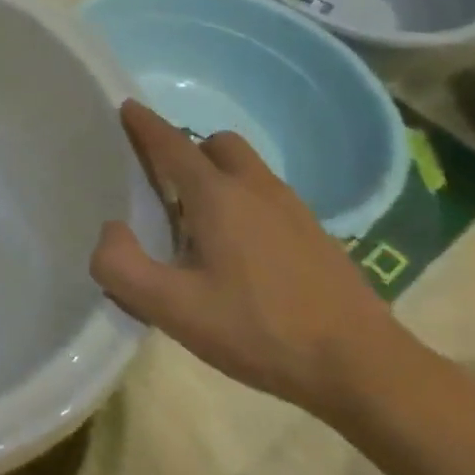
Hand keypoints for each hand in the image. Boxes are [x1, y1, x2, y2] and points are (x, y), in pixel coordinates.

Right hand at [90, 100, 407, 419]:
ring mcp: (294, 211)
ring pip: (247, 169)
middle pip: (216, 144)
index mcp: (217, 197)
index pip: (172, 144)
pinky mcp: (317, 236)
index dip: (145, 124)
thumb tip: (110, 231)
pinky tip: (240, 251)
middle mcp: (256, 190)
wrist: (363, 368)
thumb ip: (122, 266)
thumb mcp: (172, 308)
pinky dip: (245, 202)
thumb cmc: (259, 330)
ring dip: (218, 175)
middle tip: (164, 182)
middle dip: (187, 149)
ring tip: (198, 221)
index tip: (127, 106)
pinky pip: (269, 197)